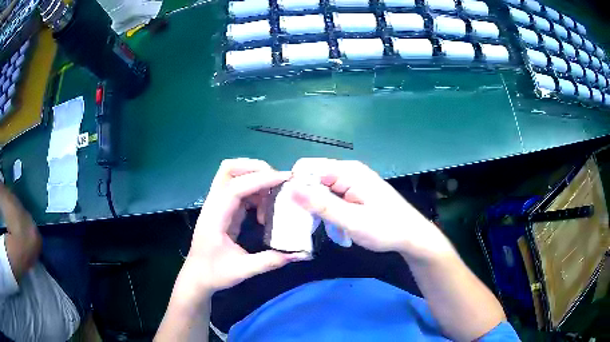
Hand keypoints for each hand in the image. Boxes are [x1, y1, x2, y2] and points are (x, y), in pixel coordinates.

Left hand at [183, 158, 308, 295]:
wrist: (197, 277)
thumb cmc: (214, 274)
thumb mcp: (242, 271)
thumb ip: (269, 261)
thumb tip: (297, 253)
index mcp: (214, 218)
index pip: (234, 188)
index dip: (259, 180)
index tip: (284, 179)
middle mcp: (213, 205)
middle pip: (229, 169)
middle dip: (255, 168)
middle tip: (278, 181)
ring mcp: (217, 204)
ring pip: (234, 176)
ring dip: (256, 179)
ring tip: (275, 195)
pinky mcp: (224, 209)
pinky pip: (240, 189)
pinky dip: (255, 191)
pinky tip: (265, 208)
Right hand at [290, 158, 453, 261]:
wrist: (411, 236)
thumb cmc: (385, 229)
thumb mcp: (352, 220)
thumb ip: (321, 205)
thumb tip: (290, 188)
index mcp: (347, 171)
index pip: (307, 167)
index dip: (294, 185)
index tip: (290, 209)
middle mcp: (347, 171)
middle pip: (312, 178)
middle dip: (304, 199)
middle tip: (303, 223)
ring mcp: (351, 182)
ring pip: (320, 189)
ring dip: (315, 208)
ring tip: (318, 227)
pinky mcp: (353, 193)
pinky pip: (330, 197)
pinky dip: (326, 210)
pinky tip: (331, 225)